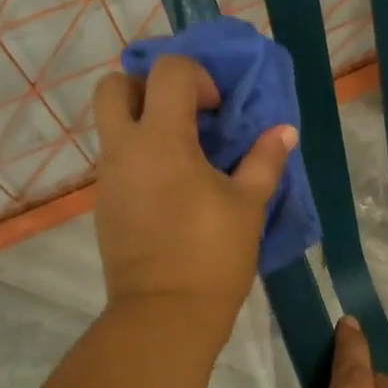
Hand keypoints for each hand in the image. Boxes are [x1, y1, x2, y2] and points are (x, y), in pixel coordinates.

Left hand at [92, 54, 294, 336]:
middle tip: (182, 113)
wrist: (165, 315)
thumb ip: (265, 160)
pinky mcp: (104, 205)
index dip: (197, 78)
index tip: (217, 110)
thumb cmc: (211, 255)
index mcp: (161, 140)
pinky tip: (171, 188)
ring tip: (183, 154)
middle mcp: (124, 149)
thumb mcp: (248, 205)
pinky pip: (116, 161)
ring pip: (111, 125)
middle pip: (114, 86)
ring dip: (143, 123)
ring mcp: (108, 178)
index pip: (168, 72)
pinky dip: (139, 157)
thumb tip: (284, 131)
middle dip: (146, 86)